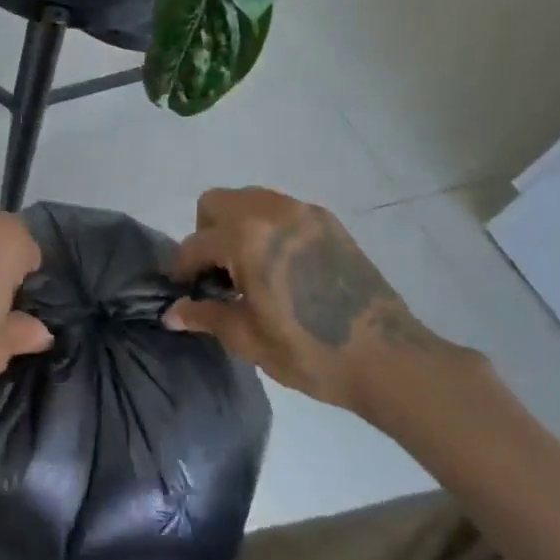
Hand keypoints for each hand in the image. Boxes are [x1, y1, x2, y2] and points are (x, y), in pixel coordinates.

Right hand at [167, 187, 478, 418]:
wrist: (388, 359)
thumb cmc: (310, 352)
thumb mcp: (248, 338)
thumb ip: (205, 316)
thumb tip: (171, 314)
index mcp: (247, 239)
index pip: (196, 244)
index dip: (183, 270)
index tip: (184, 291)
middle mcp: (272, 212)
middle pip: (216, 203)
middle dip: (206, 234)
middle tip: (217, 274)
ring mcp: (304, 212)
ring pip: (248, 200)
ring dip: (236, 226)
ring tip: (248, 269)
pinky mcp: (328, 222)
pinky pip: (280, 209)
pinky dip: (267, 227)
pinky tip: (279, 267)